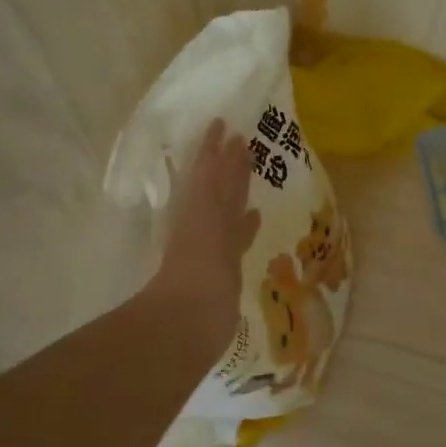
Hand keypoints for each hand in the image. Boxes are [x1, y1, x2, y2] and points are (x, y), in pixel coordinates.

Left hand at [146, 118, 260, 349]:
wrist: (189, 321)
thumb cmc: (197, 268)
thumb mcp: (204, 217)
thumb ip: (212, 180)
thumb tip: (226, 142)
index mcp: (199, 207)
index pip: (209, 170)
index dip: (214, 149)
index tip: (222, 125)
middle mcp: (207, 222)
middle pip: (220, 186)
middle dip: (230, 164)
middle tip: (244, 141)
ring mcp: (216, 246)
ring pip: (229, 208)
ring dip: (239, 188)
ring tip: (253, 170)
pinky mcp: (225, 269)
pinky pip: (237, 237)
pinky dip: (246, 224)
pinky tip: (256, 216)